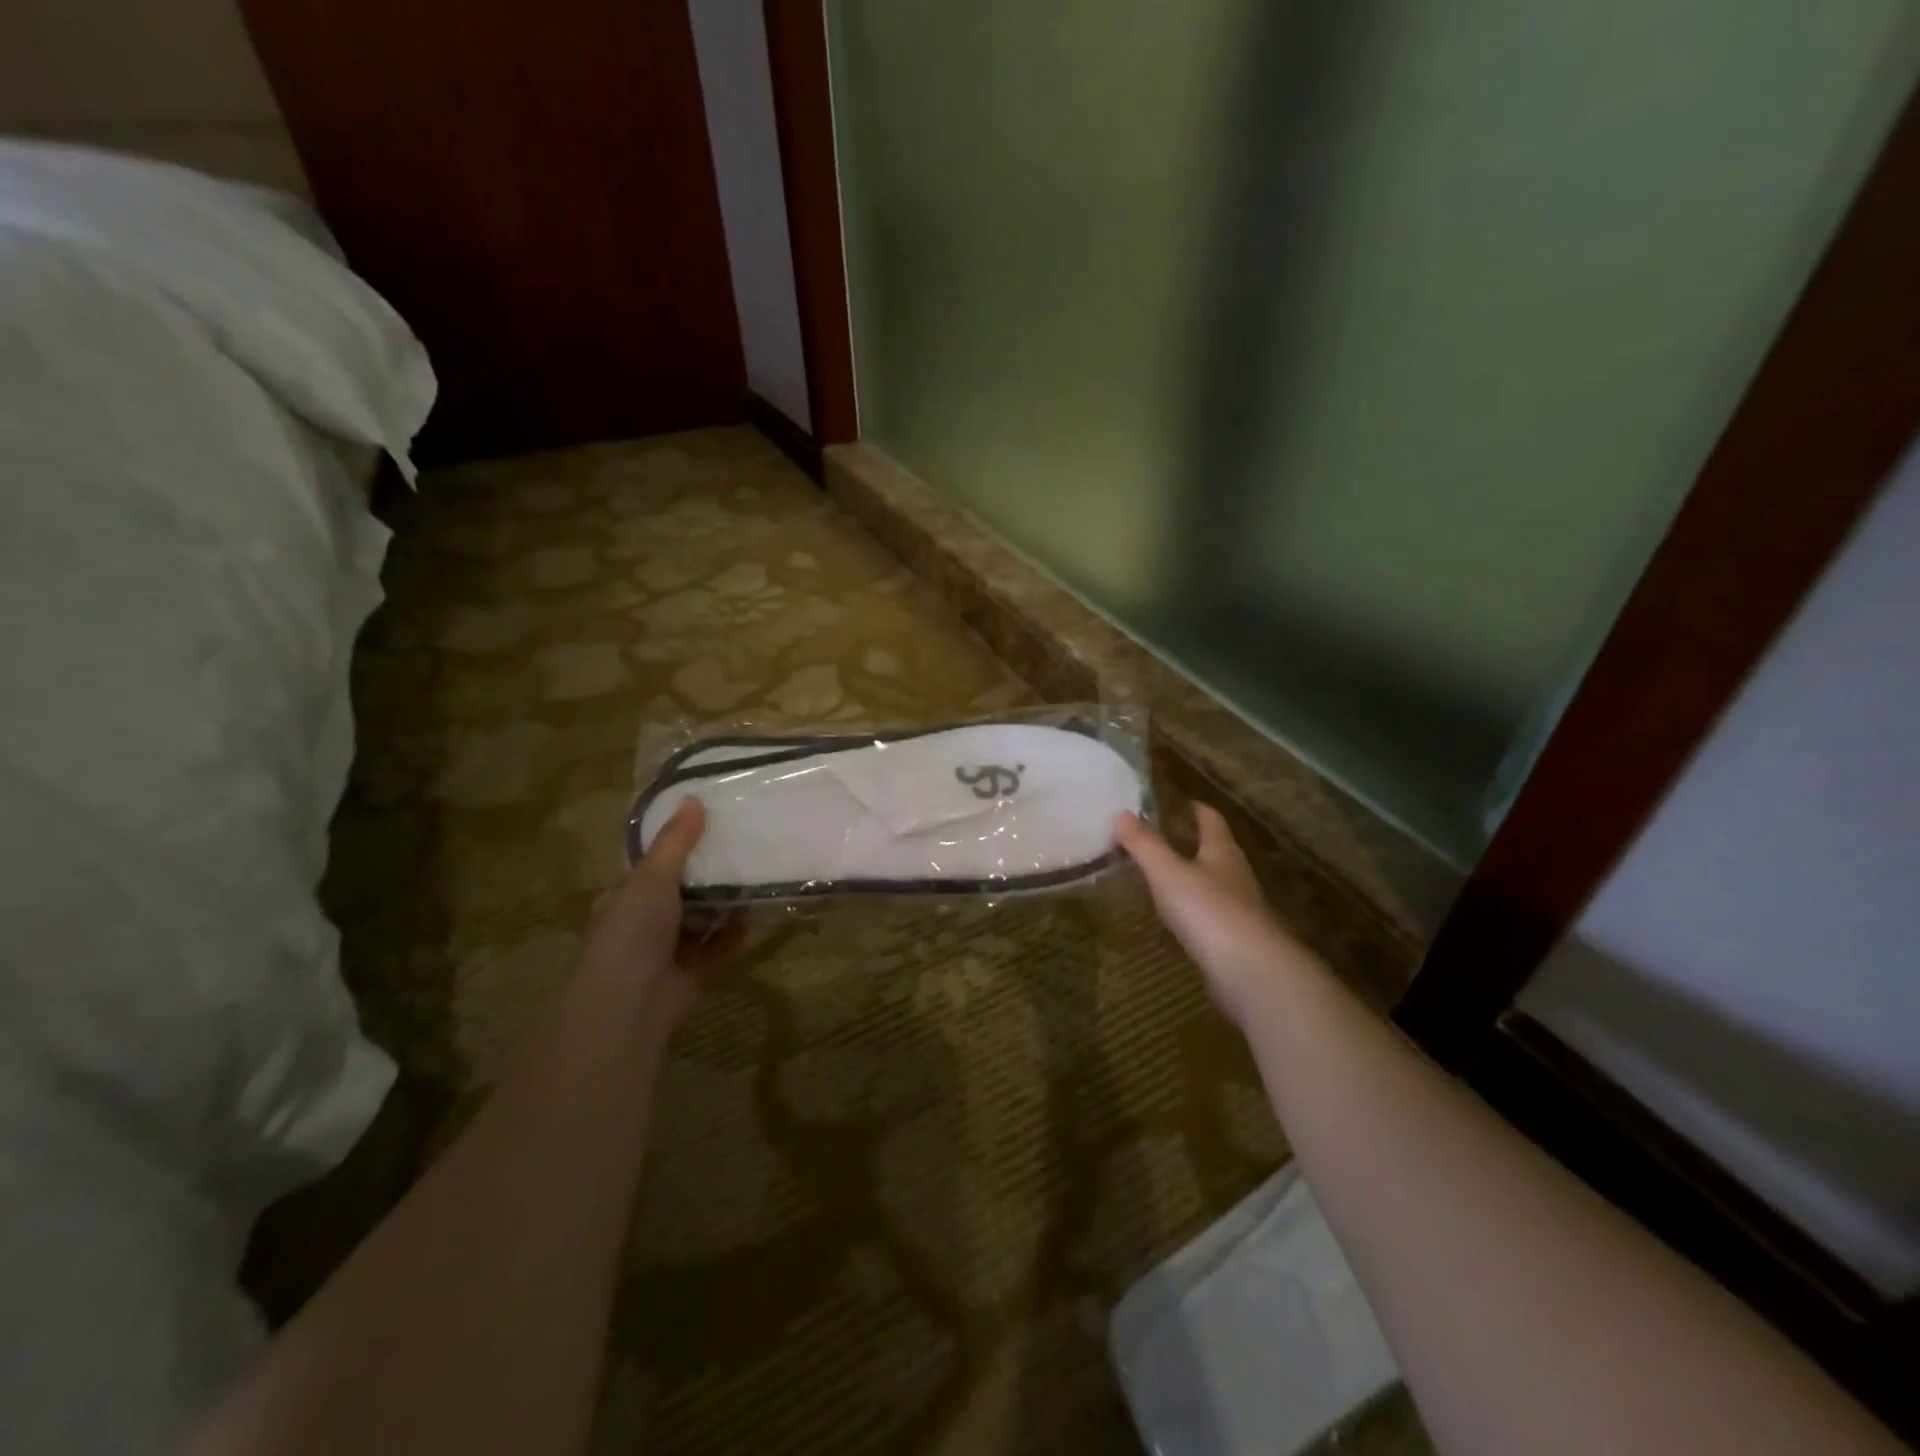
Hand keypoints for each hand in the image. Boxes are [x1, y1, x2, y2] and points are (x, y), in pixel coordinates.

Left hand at [579, 798, 742, 1025]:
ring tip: (757, 876)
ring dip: (725, 904)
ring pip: (702, 919)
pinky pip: (719, 947)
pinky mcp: (693, 973)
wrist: (631, 1002)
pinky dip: (735, 934)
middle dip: (708, 875)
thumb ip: (676, 840)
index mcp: (624, 897)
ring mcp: (668, 951)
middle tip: (742, 847)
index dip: (676, 846)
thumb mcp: (653, 875)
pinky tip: (756, 915)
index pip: (651, 866)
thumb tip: (693, 797)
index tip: (708, 824)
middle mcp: (644, 923)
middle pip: (681, 892)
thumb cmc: (633, 930)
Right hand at [1115, 805, 1309, 1025]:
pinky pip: (1209, 913)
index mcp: (1221, 851)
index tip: (1171, 802)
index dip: (1192, 808)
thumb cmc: (1209, 911)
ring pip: (1212, 881)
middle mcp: (1234, 874)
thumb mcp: (1168, 873)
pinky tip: (1174, 915)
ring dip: (1189, 875)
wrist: (1252, 973)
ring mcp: (1238, 908)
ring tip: (1158, 874)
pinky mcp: (1234, 938)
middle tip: (1155, 837)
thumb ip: (1144, 844)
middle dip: (1188, 840)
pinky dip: (1191, 907)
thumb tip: (1121, 812)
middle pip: (1213, 849)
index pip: (1209, 818)